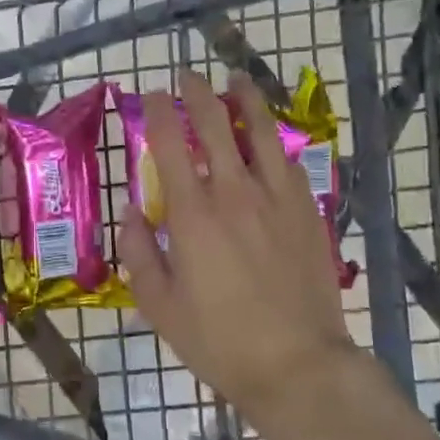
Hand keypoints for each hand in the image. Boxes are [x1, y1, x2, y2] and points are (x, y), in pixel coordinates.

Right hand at [120, 69, 355, 420]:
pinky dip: (276, 141)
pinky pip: (290, 163)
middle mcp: (235, 193)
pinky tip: (271, 136)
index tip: (152, 93)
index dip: (159, 112)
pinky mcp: (308, 213)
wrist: (297, 364)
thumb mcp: (159, 305)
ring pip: (262, 133)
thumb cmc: (218, 340)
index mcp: (193, 214)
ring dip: (246, 101)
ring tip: (236, 79)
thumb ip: (139, 252)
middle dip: (198, 93)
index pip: (172, 144)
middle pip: (216, 126)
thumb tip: (132, 212)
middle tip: (188, 75)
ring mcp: (277, 200)